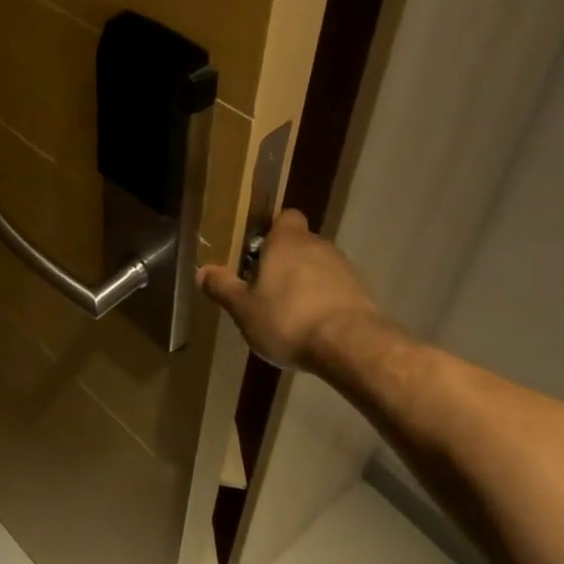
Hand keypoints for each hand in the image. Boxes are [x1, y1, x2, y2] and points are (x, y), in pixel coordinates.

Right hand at [197, 209, 382, 369]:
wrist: (351, 346)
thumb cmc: (288, 319)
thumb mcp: (244, 309)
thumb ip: (223, 288)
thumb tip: (202, 271)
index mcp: (287, 242)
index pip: (285, 217)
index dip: (272, 230)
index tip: (257, 251)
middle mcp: (318, 246)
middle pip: (299, 244)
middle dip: (284, 262)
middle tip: (264, 287)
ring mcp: (344, 269)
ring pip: (318, 267)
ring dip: (305, 282)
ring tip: (288, 312)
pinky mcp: (361, 293)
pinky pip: (335, 289)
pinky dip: (323, 301)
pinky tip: (312, 326)